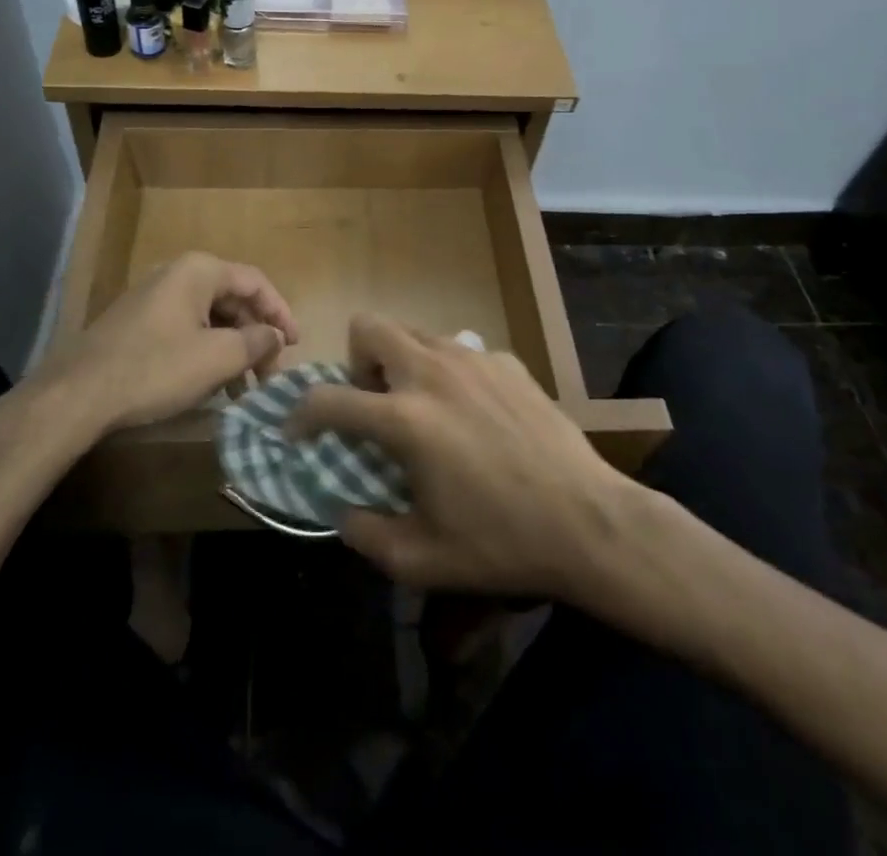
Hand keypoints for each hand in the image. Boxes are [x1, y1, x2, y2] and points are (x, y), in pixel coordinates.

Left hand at [35, 252, 298, 435]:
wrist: (77, 395)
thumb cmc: (156, 369)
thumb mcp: (217, 358)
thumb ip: (257, 342)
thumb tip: (275, 336)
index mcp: (199, 271)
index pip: (255, 282)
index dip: (281, 312)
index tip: (294, 345)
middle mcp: (176, 274)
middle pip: (232, 299)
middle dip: (255, 336)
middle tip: (268, 372)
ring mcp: (152, 297)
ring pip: (208, 317)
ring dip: (232, 348)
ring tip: (243, 387)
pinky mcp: (136, 323)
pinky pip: (185, 329)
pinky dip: (206, 351)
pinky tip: (210, 384)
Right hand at [287, 315, 633, 598]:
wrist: (589, 521)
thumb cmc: (501, 544)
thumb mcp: (422, 560)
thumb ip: (366, 534)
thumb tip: (342, 511)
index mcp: (405, 419)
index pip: (328, 399)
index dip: (300, 414)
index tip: (297, 430)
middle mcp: (432, 372)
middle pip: (369, 327)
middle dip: (357, 361)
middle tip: (373, 403)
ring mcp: (473, 359)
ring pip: (414, 333)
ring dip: (401, 362)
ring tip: (421, 407)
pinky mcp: (506, 360)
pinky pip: (459, 350)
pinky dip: (448, 373)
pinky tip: (473, 413)